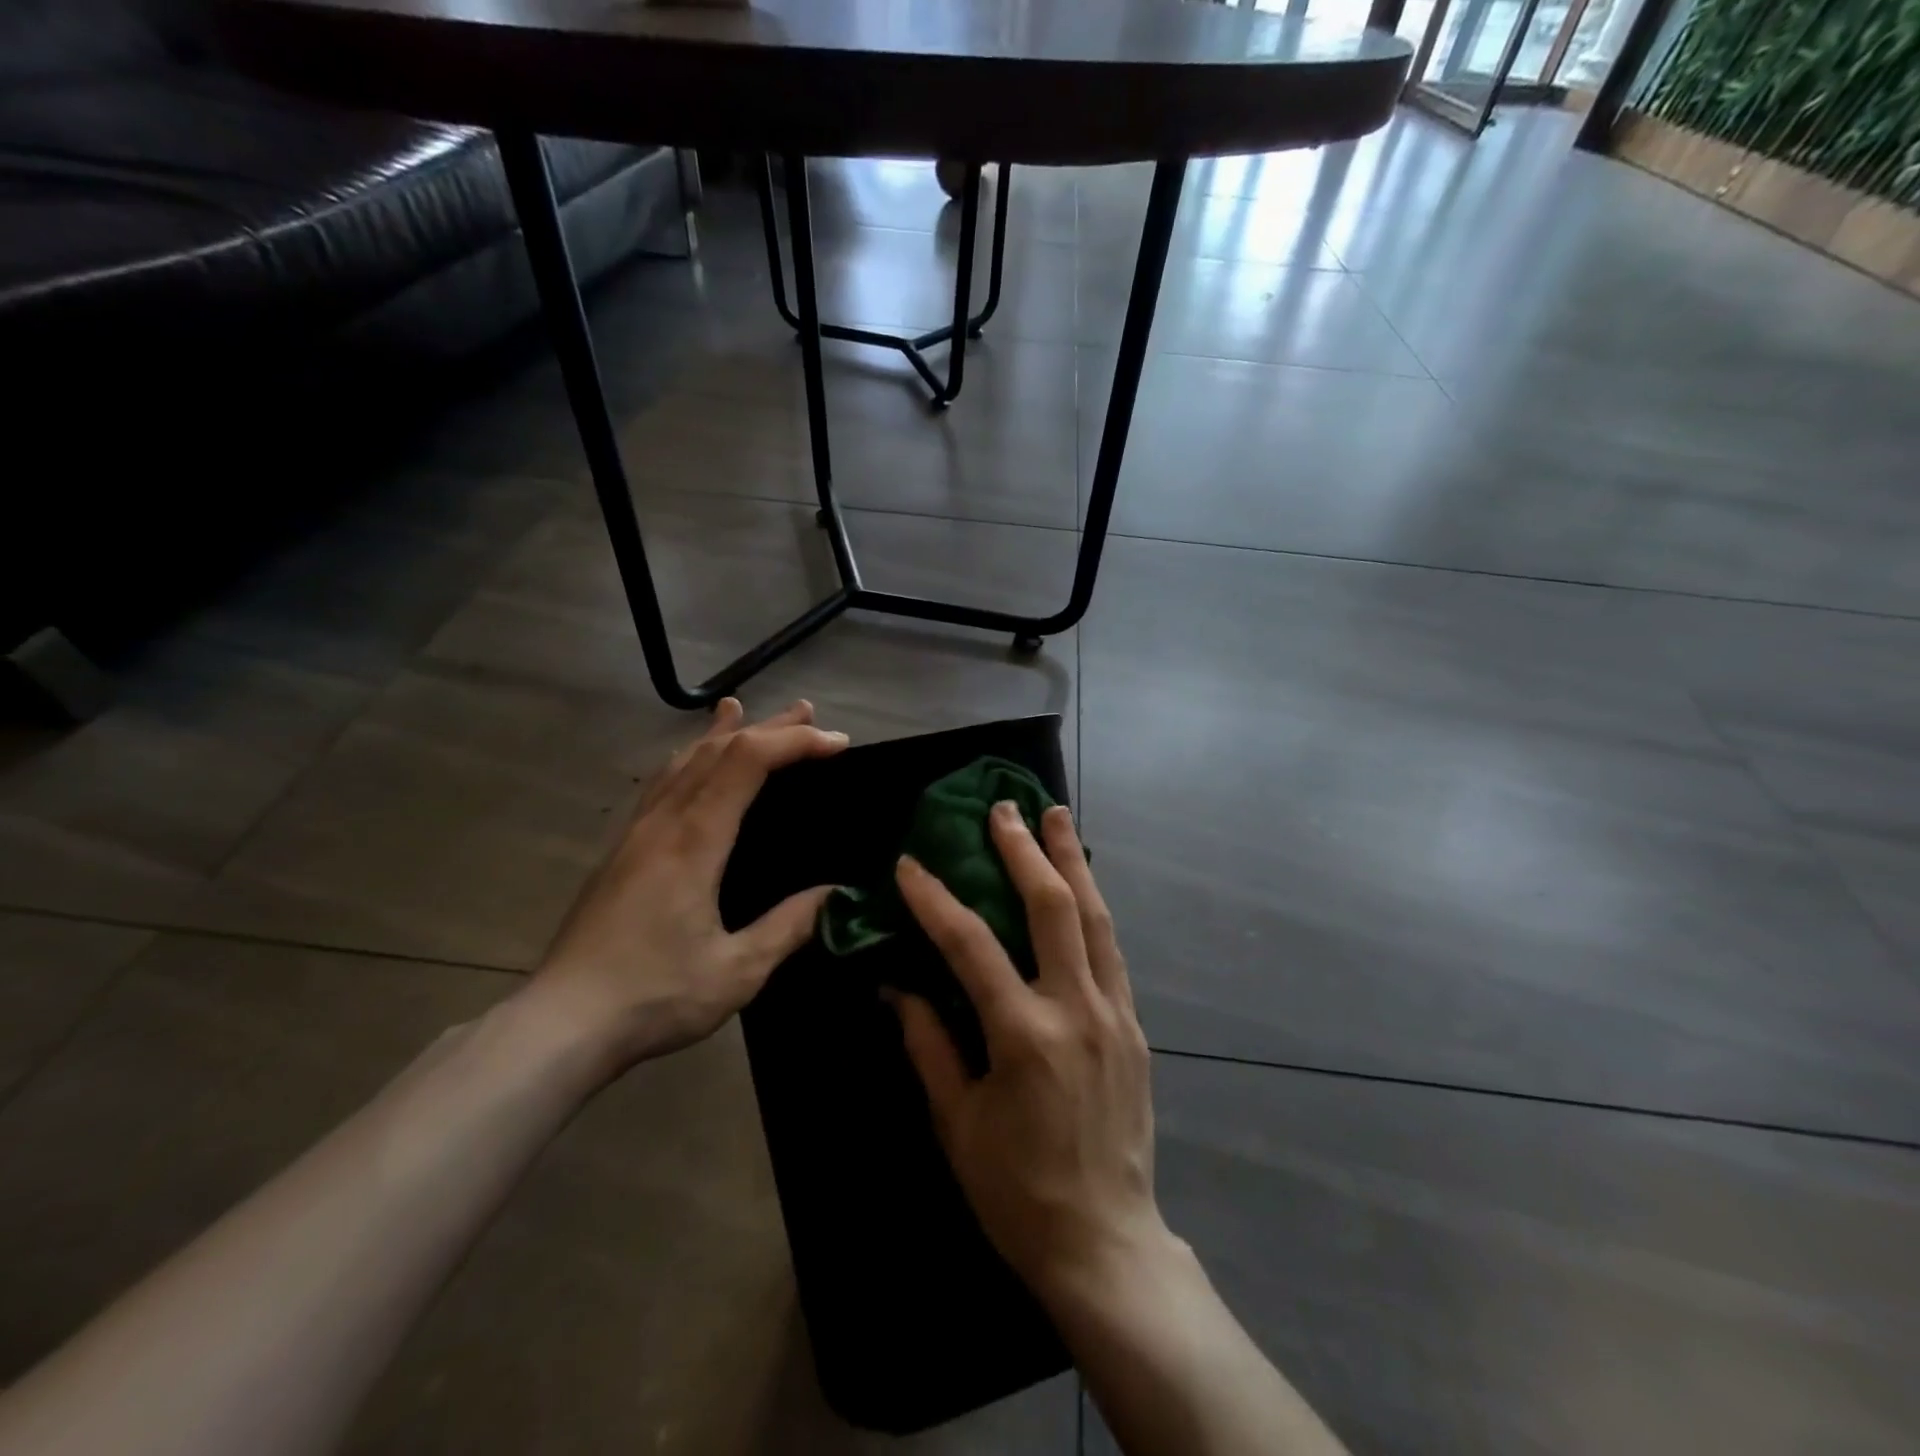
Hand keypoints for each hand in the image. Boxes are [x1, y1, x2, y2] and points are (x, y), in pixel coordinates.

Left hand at [533, 698, 847, 1074]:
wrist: (561, 1024)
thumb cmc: (654, 997)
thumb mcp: (737, 972)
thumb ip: (788, 926)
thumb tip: (835, 893)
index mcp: (694, 841)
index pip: (747, 762)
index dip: (794, 741)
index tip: (836, 743)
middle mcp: (663, 823)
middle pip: (716, 750)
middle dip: (767, 727)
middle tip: (807, 711)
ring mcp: (636, 833)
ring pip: (681, 761)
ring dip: (720, 733)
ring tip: (742, 710)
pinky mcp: (621, 851)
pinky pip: (660, 783)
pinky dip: (687, 758)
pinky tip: (689, 761)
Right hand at [891, 803, 1170, 1301]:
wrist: (1105, 1241)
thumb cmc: (1016, 1190)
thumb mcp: (957, 1123)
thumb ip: (928, 1044)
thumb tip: (896, 985)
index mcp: (1025, 1036)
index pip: (972, 946)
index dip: (936, 899)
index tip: (910, 864)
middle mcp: (1076, 1010)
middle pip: (1052, 909)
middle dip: (1024, 851)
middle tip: (1004, 808)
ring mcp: (1114, 1014)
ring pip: (1095, 918)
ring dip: (1071, 861)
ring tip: (1056, 815)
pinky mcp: (1134, 1025)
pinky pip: (1111, 950)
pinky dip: (1091, 907)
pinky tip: (1080, 885)